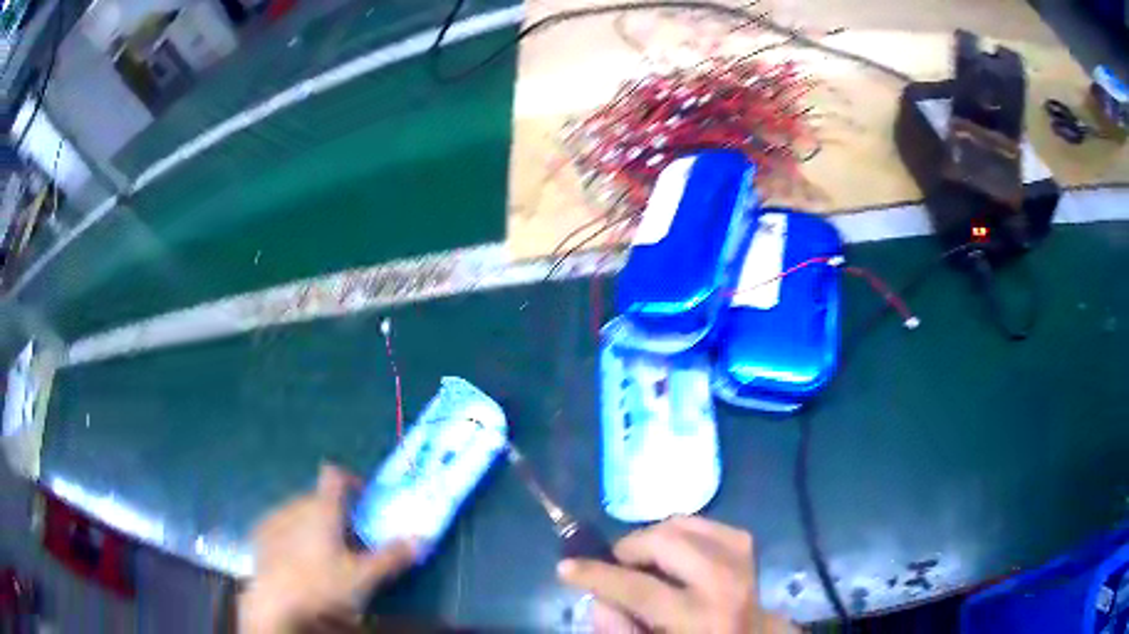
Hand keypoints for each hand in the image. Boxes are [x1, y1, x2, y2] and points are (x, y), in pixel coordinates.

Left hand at [239, 464, 417, 632]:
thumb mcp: (364, 577)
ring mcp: (274, 519)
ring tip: (324, 554)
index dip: (351, 481)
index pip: (335, 474)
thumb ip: (392, 556)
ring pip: (299, 511)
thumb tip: (420, 539)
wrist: (274, 603)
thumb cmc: (322, 586)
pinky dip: (293, 535)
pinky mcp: (259, 535)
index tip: (364, 501)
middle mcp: (295, 505)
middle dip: (337, 513)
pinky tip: (297, 561)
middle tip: (351, 542)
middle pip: (319, 497)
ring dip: (314, 524)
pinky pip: (281, 525)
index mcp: (322, 508)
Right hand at [557, 516, 795, 632]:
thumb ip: (620, 629)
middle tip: (614, 566)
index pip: (639, 588)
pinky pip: (701, 521)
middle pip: (665, 542)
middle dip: (628, 549)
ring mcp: (740, 558)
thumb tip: (598, 597)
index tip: (565, 567)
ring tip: (642, 560)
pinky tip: (671, 551)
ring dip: (652, 538)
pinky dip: (678, 531)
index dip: (596, 575)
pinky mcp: (745, 543)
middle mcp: (724, 582)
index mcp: (700, 617)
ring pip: (682, 524)